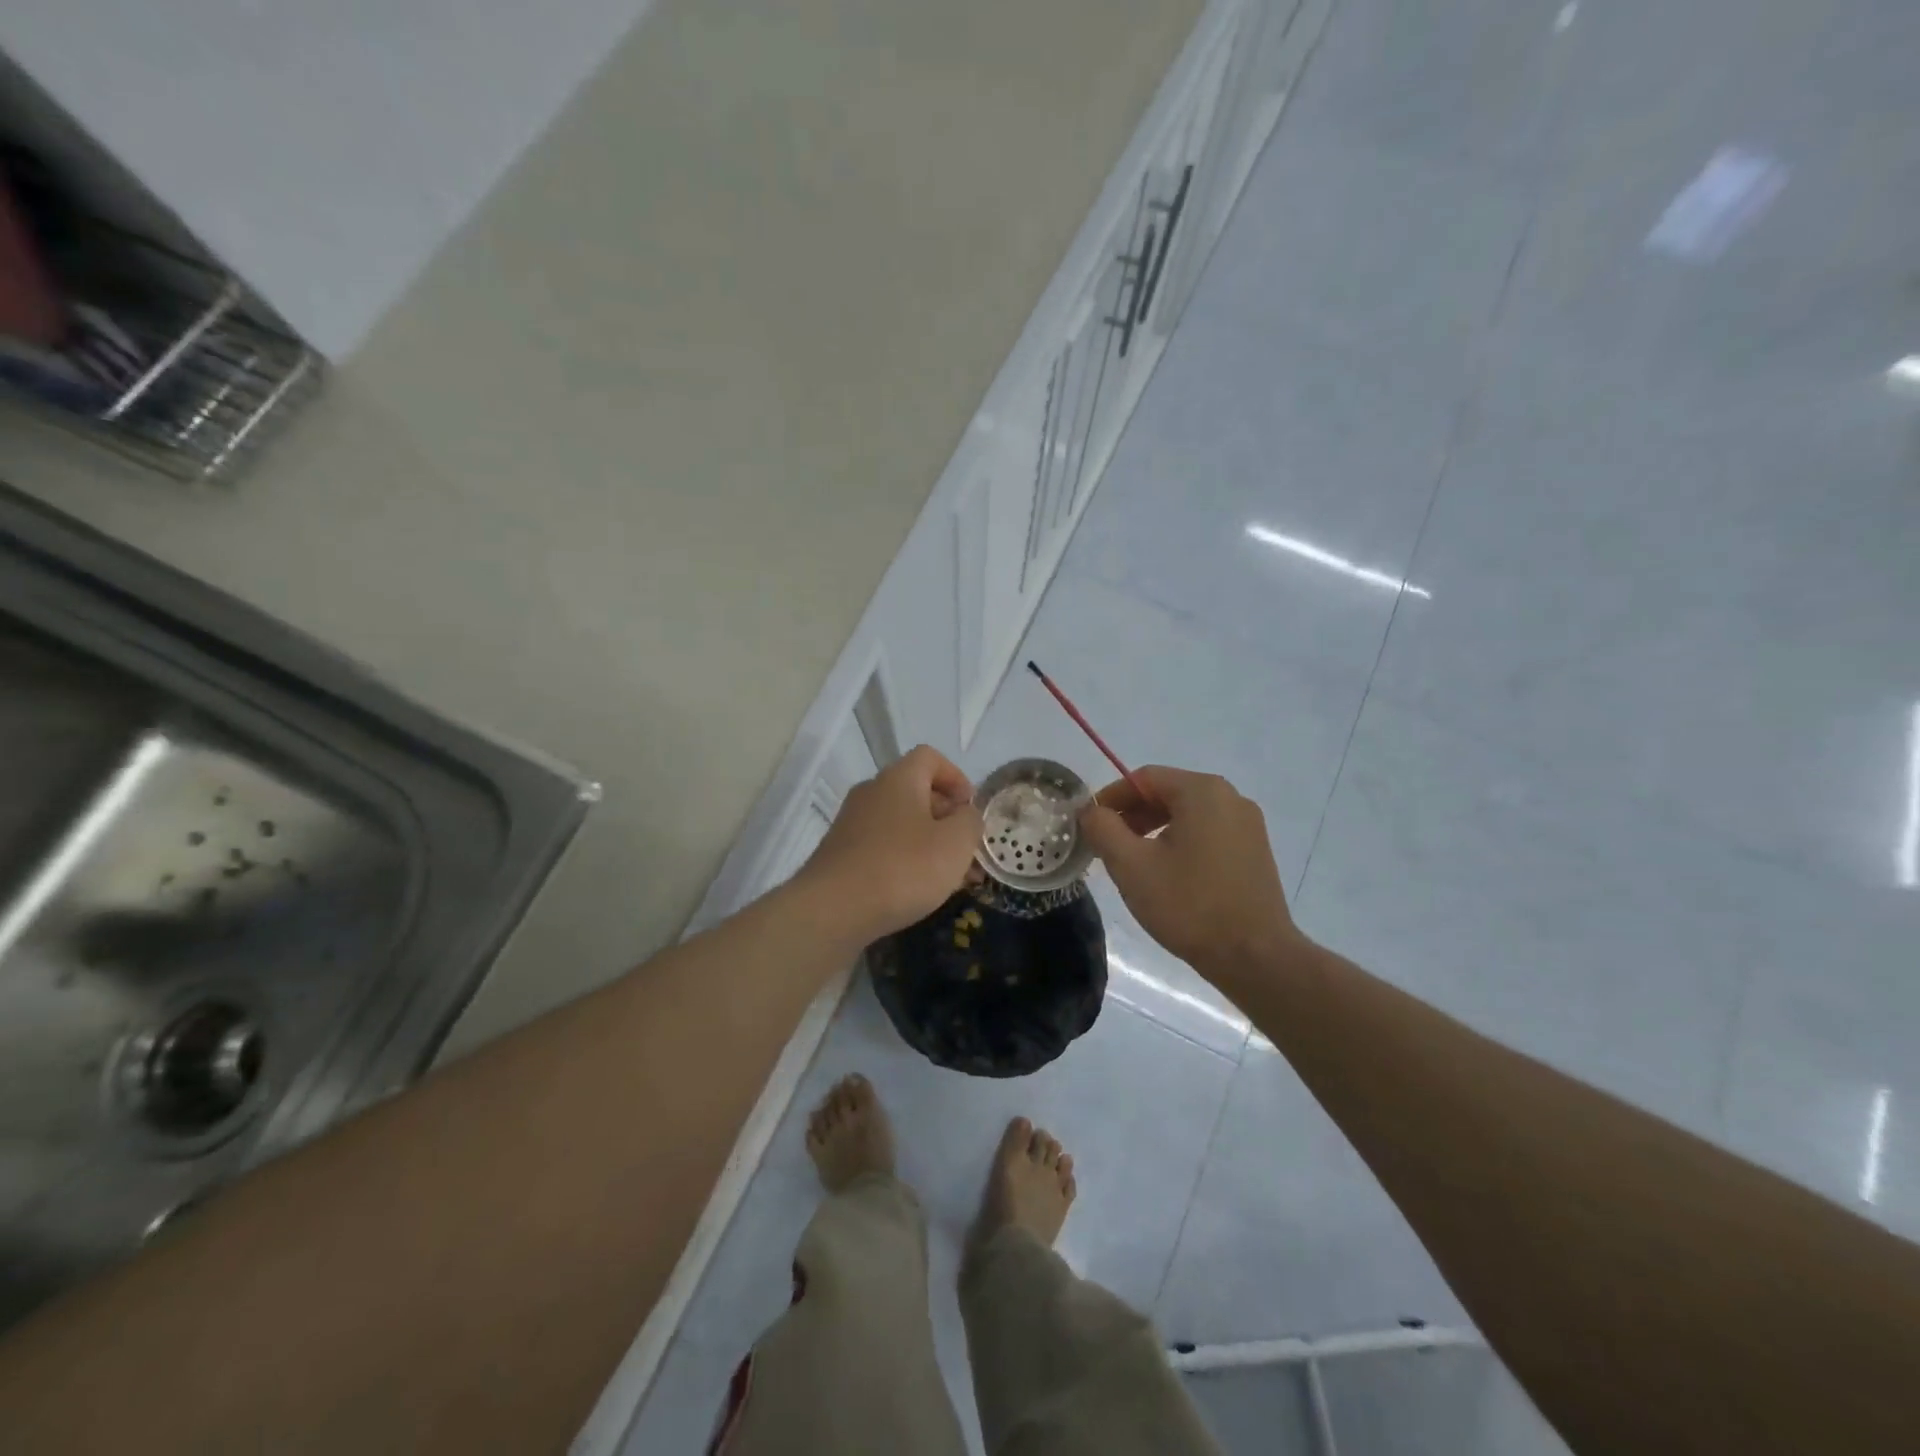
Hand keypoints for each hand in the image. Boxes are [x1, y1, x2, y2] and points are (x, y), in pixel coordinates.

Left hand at [798, 745, 983, 943]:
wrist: (832, 910)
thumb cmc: (902, 868)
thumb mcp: (955, 844)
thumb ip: (970, 822)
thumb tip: (965, 815)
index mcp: (898, 779)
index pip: (930, 757)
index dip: (956, 777)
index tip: (970, 809)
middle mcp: (871, 793)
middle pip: (916, 792)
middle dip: (947, 819)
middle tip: (967, 851)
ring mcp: (851, 823)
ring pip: (901, 823)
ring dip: (929, 844)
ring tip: (951, 879)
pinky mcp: (841, 854)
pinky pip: (883, 846)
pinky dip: (905, 860)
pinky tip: (918, 891)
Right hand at [1078, 766, 1300, 981]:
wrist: (1255, 957)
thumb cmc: (1189, 905)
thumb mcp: (1131, 866)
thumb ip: (1103, 829)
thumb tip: (1091, 812)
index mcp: (1202, 791)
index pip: (1144, 778)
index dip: (1111, 797)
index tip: (1089, 823)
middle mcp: (1230, 798)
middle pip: (1168, 792)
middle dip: (1132, 814)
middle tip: (1107, 844)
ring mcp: (1248, 825)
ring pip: (1188, 813)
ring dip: (1154, 829)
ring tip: (1134, 861)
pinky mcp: (1255, 851)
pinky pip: (1208, 832)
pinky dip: (1180, 841)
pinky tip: (1168, 873)